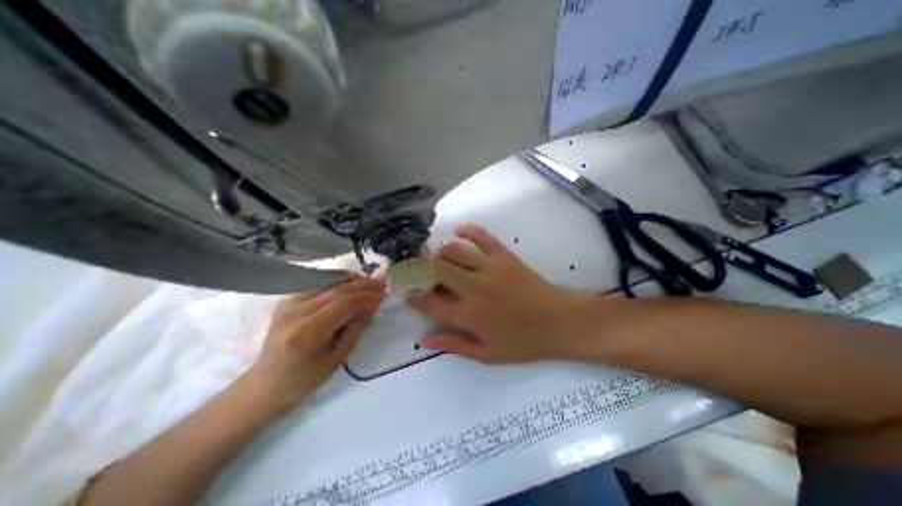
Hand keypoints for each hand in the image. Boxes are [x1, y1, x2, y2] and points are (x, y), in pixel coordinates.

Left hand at [245, 276, 382, 410]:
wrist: (266, 385)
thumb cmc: (306, 378)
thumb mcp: (339, 356)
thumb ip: (358, 325)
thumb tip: (374, 301)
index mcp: (308, 332)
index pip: (345, 303)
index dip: (367, 296)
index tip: (384, 294)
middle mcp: (295, 311)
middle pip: (337, 289)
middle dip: (363, 284)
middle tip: (382, 283)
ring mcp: (288, 302)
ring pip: (328, 281)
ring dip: (353, 279)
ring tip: (370, 281)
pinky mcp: (287, 299)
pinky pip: (319, 284)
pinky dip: (338, 282)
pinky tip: (352, 284)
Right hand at [407, 223, 593, 361]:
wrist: (560, 321)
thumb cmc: (523, 341)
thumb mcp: (487, 354)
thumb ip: (454, 344)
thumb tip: (425, 339)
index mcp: (469, 314)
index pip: (429, 302)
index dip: (413, 296)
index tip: (407, 292)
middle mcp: (474, 287)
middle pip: (435, 269)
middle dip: (420, 269)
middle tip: (417, 273)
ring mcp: (489, 267)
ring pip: (453, 250)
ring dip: (439, 252)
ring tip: (437, 259)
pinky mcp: (504, 256)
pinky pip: (482, 236)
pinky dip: (468, 230)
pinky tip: (459, 231)